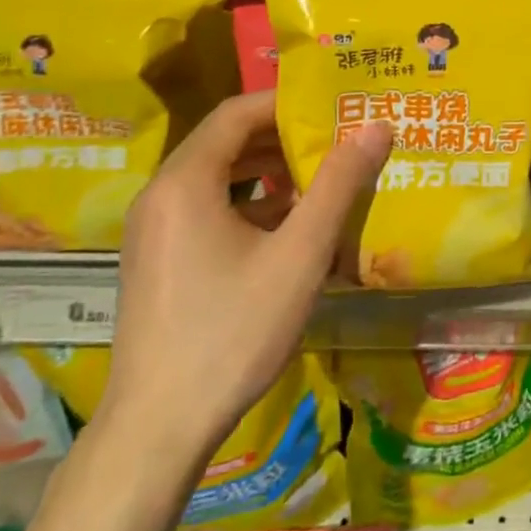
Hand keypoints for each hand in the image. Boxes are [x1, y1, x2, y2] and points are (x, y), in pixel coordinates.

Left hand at [100, 91, 392, 464]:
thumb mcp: (300, 255)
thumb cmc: (233, 331)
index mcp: (185, 182)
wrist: (159, 427)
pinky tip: (289, 227)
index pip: (236, 113)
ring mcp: (154, 231)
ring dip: (269, 172)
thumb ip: (339, 186)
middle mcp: (161, 196)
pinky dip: (249, 204)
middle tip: (338, 140)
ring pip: (217, 178)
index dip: (287, 103)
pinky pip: (207, 210)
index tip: (336, 107)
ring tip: (322, 178)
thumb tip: (376, 127)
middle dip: (283, 137)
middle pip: (225, 142)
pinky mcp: (158, 260)